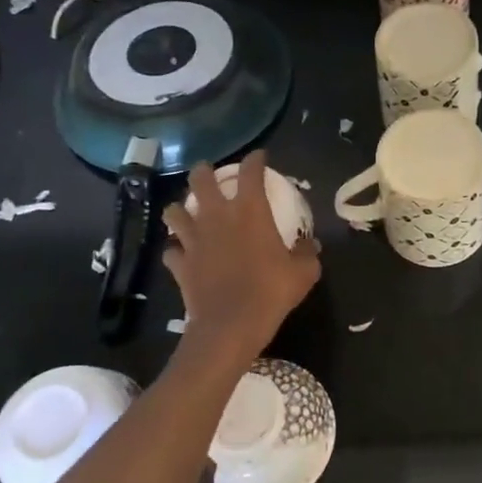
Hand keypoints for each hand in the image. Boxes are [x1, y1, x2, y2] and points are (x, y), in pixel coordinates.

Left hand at [162, 151, 319, 365]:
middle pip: (200, 180)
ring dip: (181, 209)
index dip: (255, 160)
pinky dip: (176, 250)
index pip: (251, 172)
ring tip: (188, 213)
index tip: (259, 157)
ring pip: (175, 211)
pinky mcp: (180, 264)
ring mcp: (193, 240)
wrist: (231, 325)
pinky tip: (182, 254)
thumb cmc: (271, 292)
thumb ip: (306, 253)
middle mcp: (217, 217)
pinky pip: (171, 251)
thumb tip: (310, 245)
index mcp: (250, 212)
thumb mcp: (303, 273)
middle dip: (204, 172)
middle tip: (209, 174)